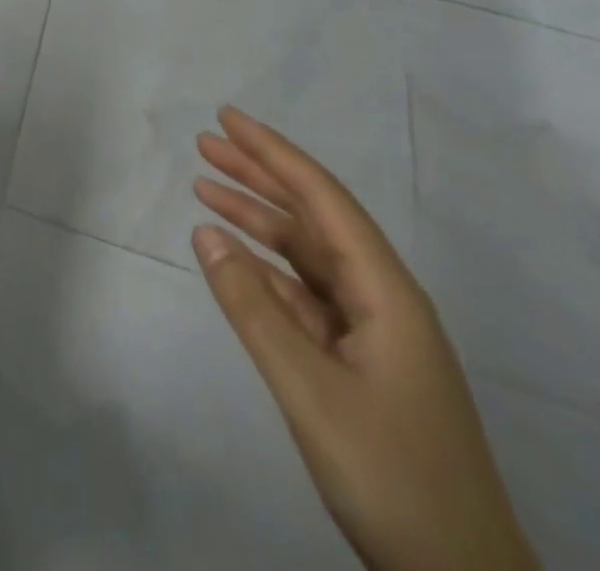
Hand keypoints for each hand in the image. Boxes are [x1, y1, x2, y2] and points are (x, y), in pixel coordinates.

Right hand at [192, 109, 535, 570]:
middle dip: (260, 175)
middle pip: (314, 218)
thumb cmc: (394, 479)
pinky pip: (304, 296)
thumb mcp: (311, 391)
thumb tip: (205, 233)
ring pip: (307, 256)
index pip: (322, 199)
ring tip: (205, 188)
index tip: (227, 119)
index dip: (273, 153)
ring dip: (258, 220)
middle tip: (206, 142)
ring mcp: (373, 334)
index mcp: (386, 292)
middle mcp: (382, 299)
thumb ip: (254, 308)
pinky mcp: (360, 365)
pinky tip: (234, 259)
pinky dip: (266, 270)